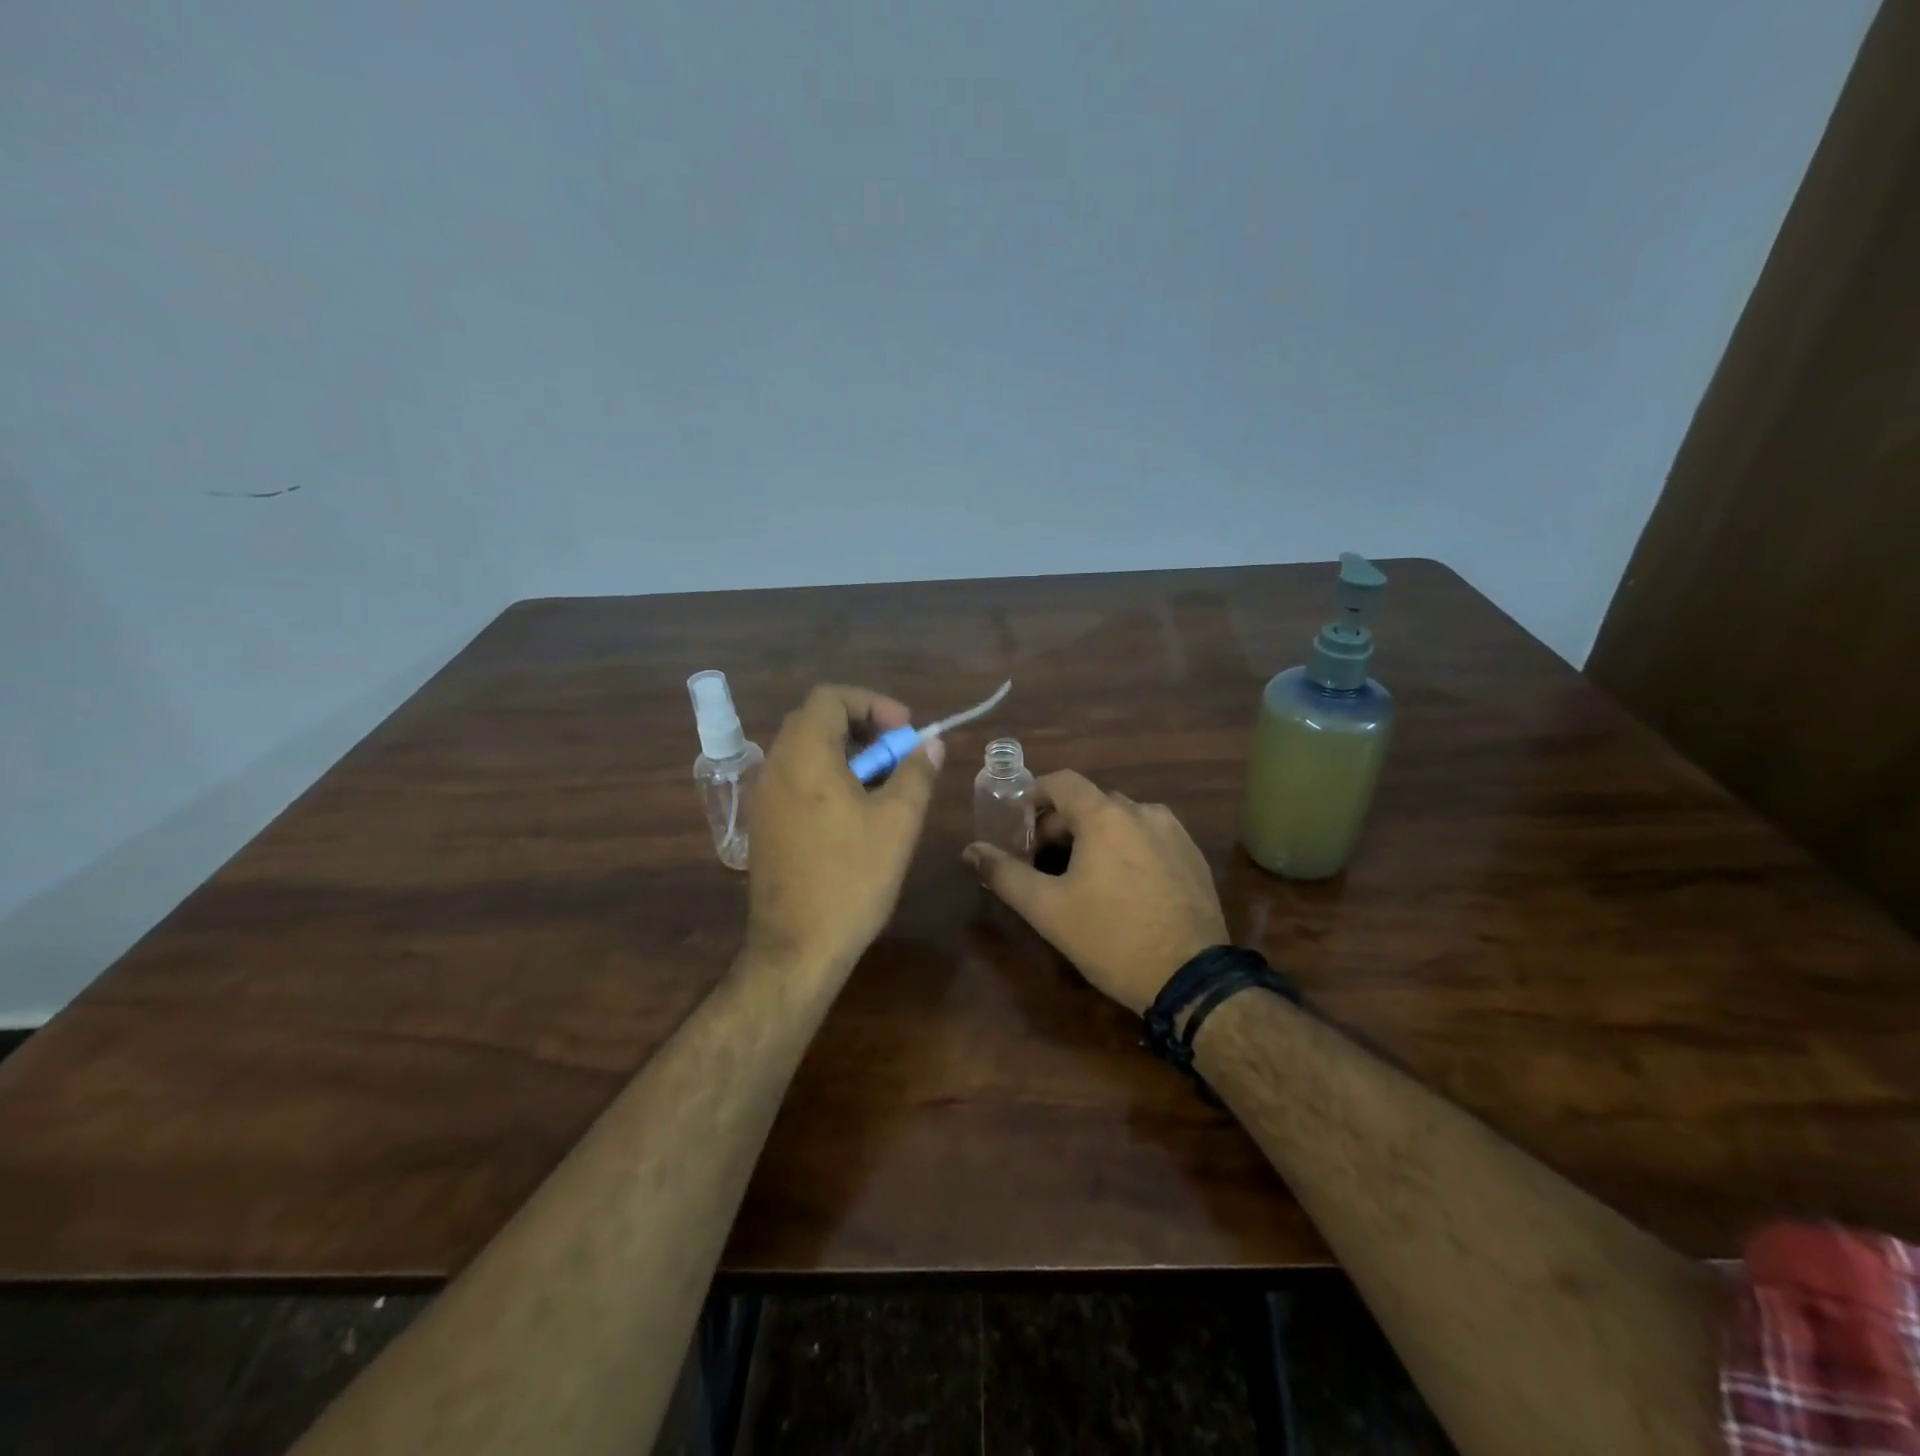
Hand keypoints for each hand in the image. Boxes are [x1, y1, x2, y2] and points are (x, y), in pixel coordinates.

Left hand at [745, 685, 944, 980]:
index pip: (830, 697)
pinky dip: (827, 777)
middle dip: (862, 727)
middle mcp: (776, 767)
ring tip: (883, 786)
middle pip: (816, 720)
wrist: (797, 947)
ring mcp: (764, 797)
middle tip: (897, 754)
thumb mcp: (898, 822)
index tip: (904, 731)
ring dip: (846, 753)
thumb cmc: (852, 878)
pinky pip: (796, 779)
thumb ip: (916, 772)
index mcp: (805, 756)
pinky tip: (855, 814)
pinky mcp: (764, 824)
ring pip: (805, 751)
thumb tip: (931, 742)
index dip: (872, 704)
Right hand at [963, 771, 1226, 1014]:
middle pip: (1090, 803)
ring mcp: (1174, 833)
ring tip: (1082, 877)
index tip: (1019, 827)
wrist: (1191, 979)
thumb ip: (1004, 873)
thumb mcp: (1047, 909)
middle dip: (1061, 825)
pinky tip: (1123, 889)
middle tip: (1043, 863)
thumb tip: (971, 850)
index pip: (1062, 781)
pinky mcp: (1193, 857)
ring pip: (1122, 820)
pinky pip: (1149, 838)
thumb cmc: (1111, 938)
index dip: (1034, 797)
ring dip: (1095, 837)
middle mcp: (1143, 811)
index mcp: (1105, 815)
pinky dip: (1127, 849)